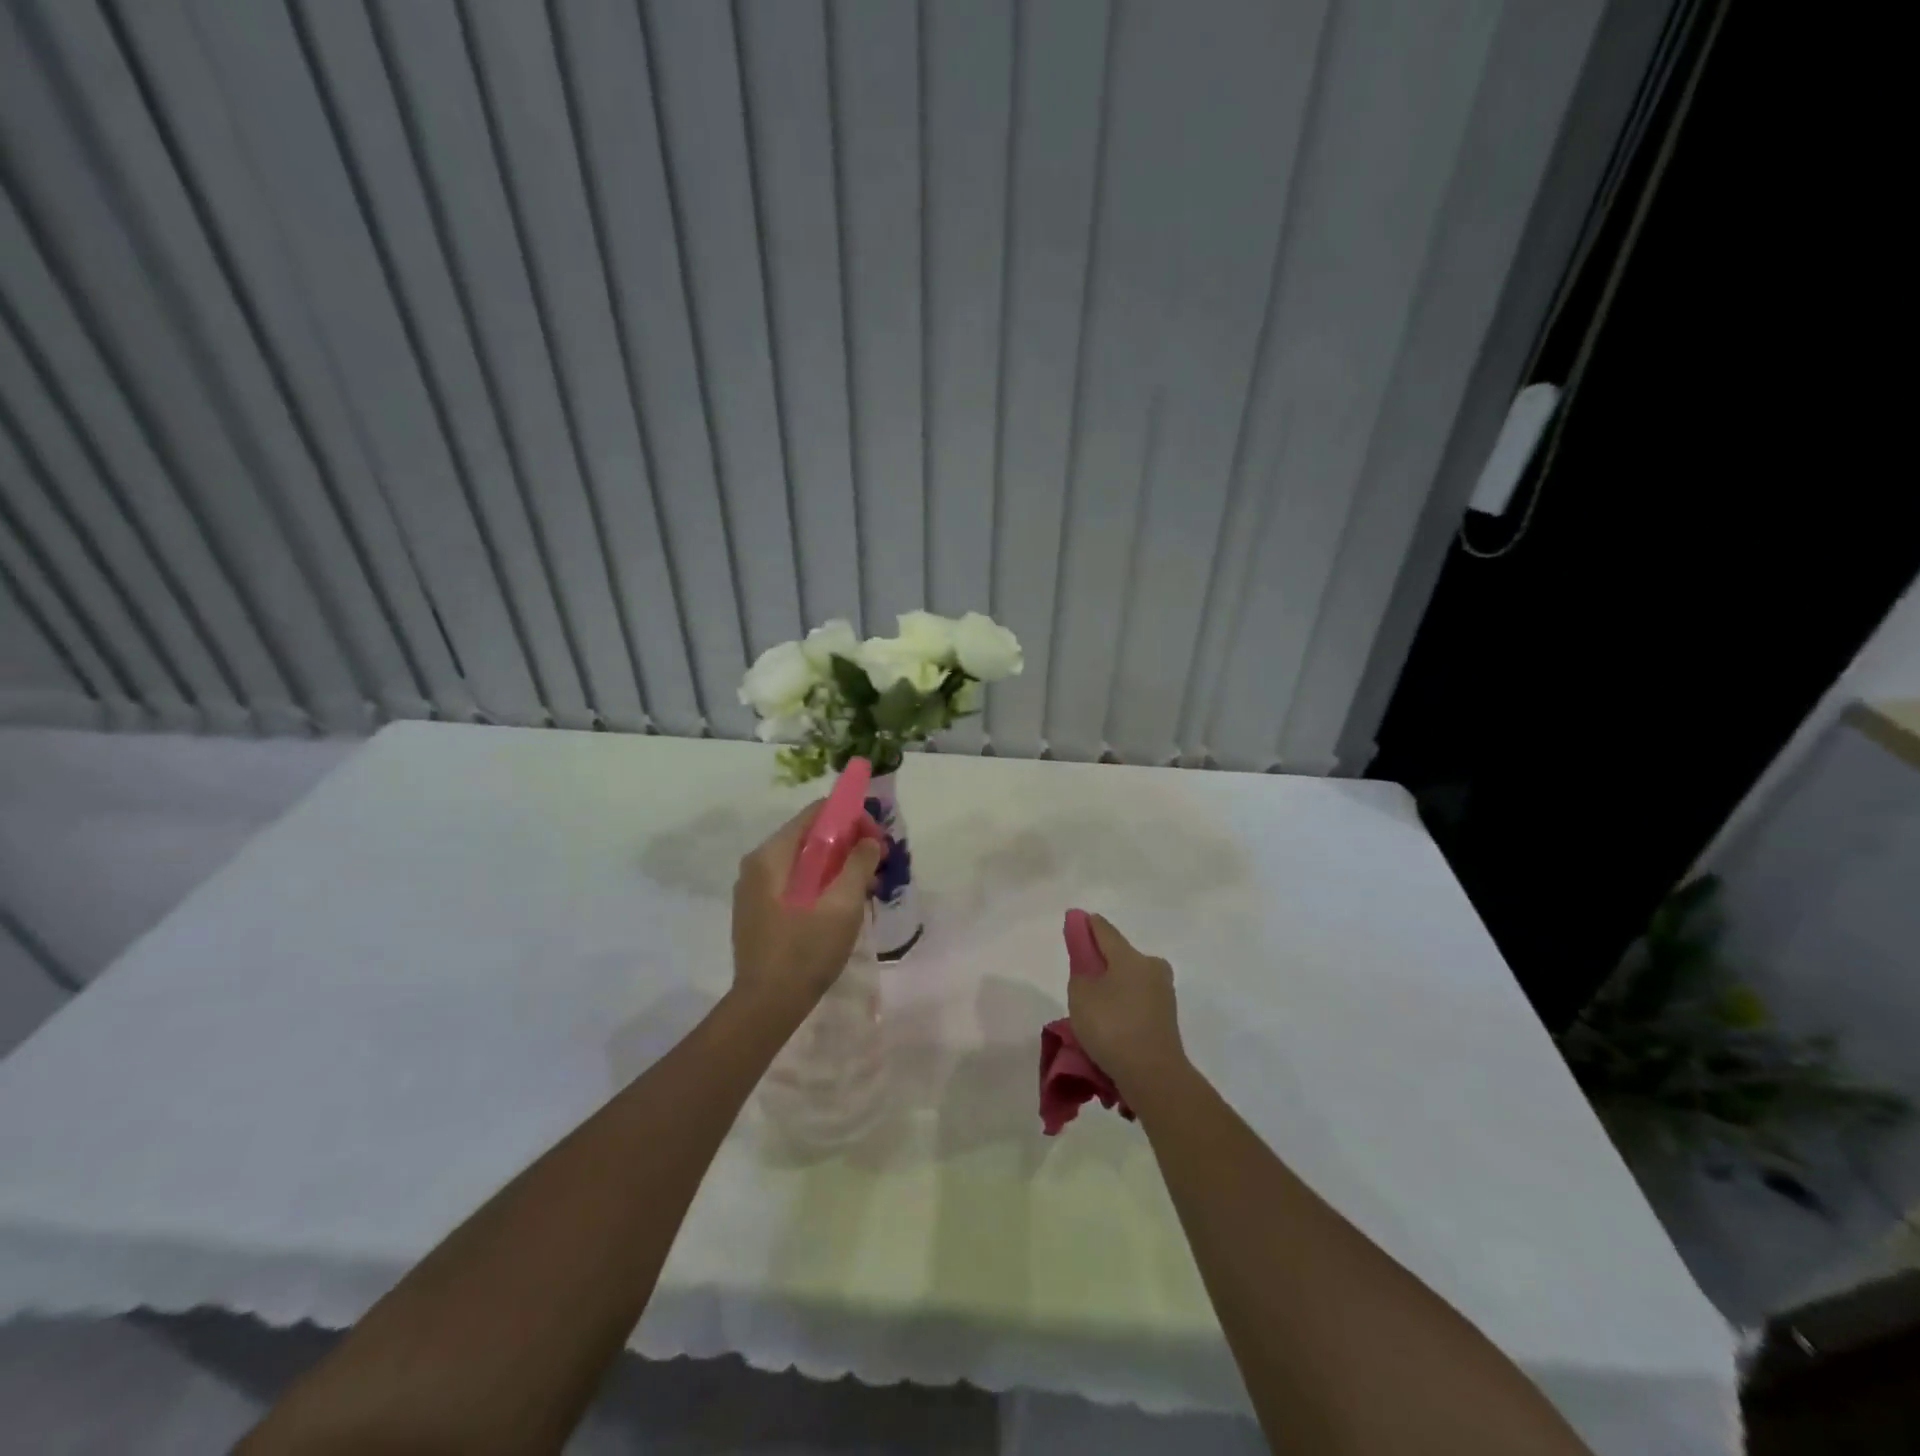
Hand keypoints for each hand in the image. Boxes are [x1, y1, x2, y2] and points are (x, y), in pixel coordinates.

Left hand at [731, 802, 883, 1014]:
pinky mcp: (758, 912)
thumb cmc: (806, 950)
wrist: (766, 1006)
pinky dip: (821, 885)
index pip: (815, 814)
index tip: (877, 840)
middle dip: (847, 845)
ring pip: (804, 863)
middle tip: (877, 866)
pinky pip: (795, 884)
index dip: (850, 818)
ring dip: (837, 868)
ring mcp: (755, 890)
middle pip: (810, 837)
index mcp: (772, 855)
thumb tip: (869, 840)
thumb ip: (858, 864)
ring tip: (867, 889)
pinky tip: (842, 907)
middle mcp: (758, 865)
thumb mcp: (842, 904)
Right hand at [1068, 914, 1186, 1094]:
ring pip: (1129, 979)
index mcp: (1130, 956)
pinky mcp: (1166, 1016)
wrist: (1153, 1075)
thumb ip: (1080, 971)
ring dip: (1113, 986)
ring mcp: (1163, 992)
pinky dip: (1123, 1005)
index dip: (1086, 925)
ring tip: (1093, 1008)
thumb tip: (1089, 963)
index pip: (1104, 930)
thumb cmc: (1112, 1026)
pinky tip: (1110, 1023)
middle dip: (1100, 961)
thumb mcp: (1081, 995)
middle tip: (1080, 977)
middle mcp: (1151, 967)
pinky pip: (1137, 1001)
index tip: (1074, 921)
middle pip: (1119, 956)